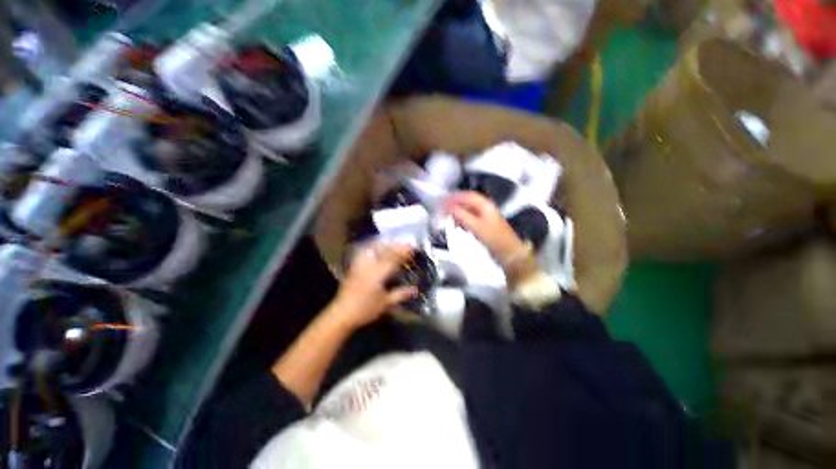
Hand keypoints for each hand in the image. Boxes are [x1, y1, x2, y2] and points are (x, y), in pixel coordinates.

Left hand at [327, 243, 416, 329]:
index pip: (393, 258)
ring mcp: (360, 265)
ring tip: (394, 243)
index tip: (413, 248)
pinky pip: (365, 252)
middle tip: (406, 244)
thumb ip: (401, 294)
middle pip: (384, 251)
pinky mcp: (354, 266)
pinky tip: (377, 247)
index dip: (404, 252)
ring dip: (385, 244)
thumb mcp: (385, 303)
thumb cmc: (365, 310)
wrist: (342, 314)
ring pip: (374, 249)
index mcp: (378, 274)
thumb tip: (415, 289)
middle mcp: (369, 266)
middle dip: (396, 246)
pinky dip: (373, 247)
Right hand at [445, 191, 526, 260]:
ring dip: (457, 212)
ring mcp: (485, 216)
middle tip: (442, 209)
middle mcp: (485, 207)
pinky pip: (470, 218)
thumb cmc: (493, 238)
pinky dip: (462, 219)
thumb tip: (448, 207)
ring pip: (468, 209)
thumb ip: (462, 215)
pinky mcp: (484, 224)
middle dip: (454, 204)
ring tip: (447, 217)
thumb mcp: (476, 226)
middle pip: (467, 201)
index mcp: (485, 204)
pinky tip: (457, 224)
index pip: (467, 196)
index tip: (442, 201)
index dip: (454, 197)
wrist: (508, 252)